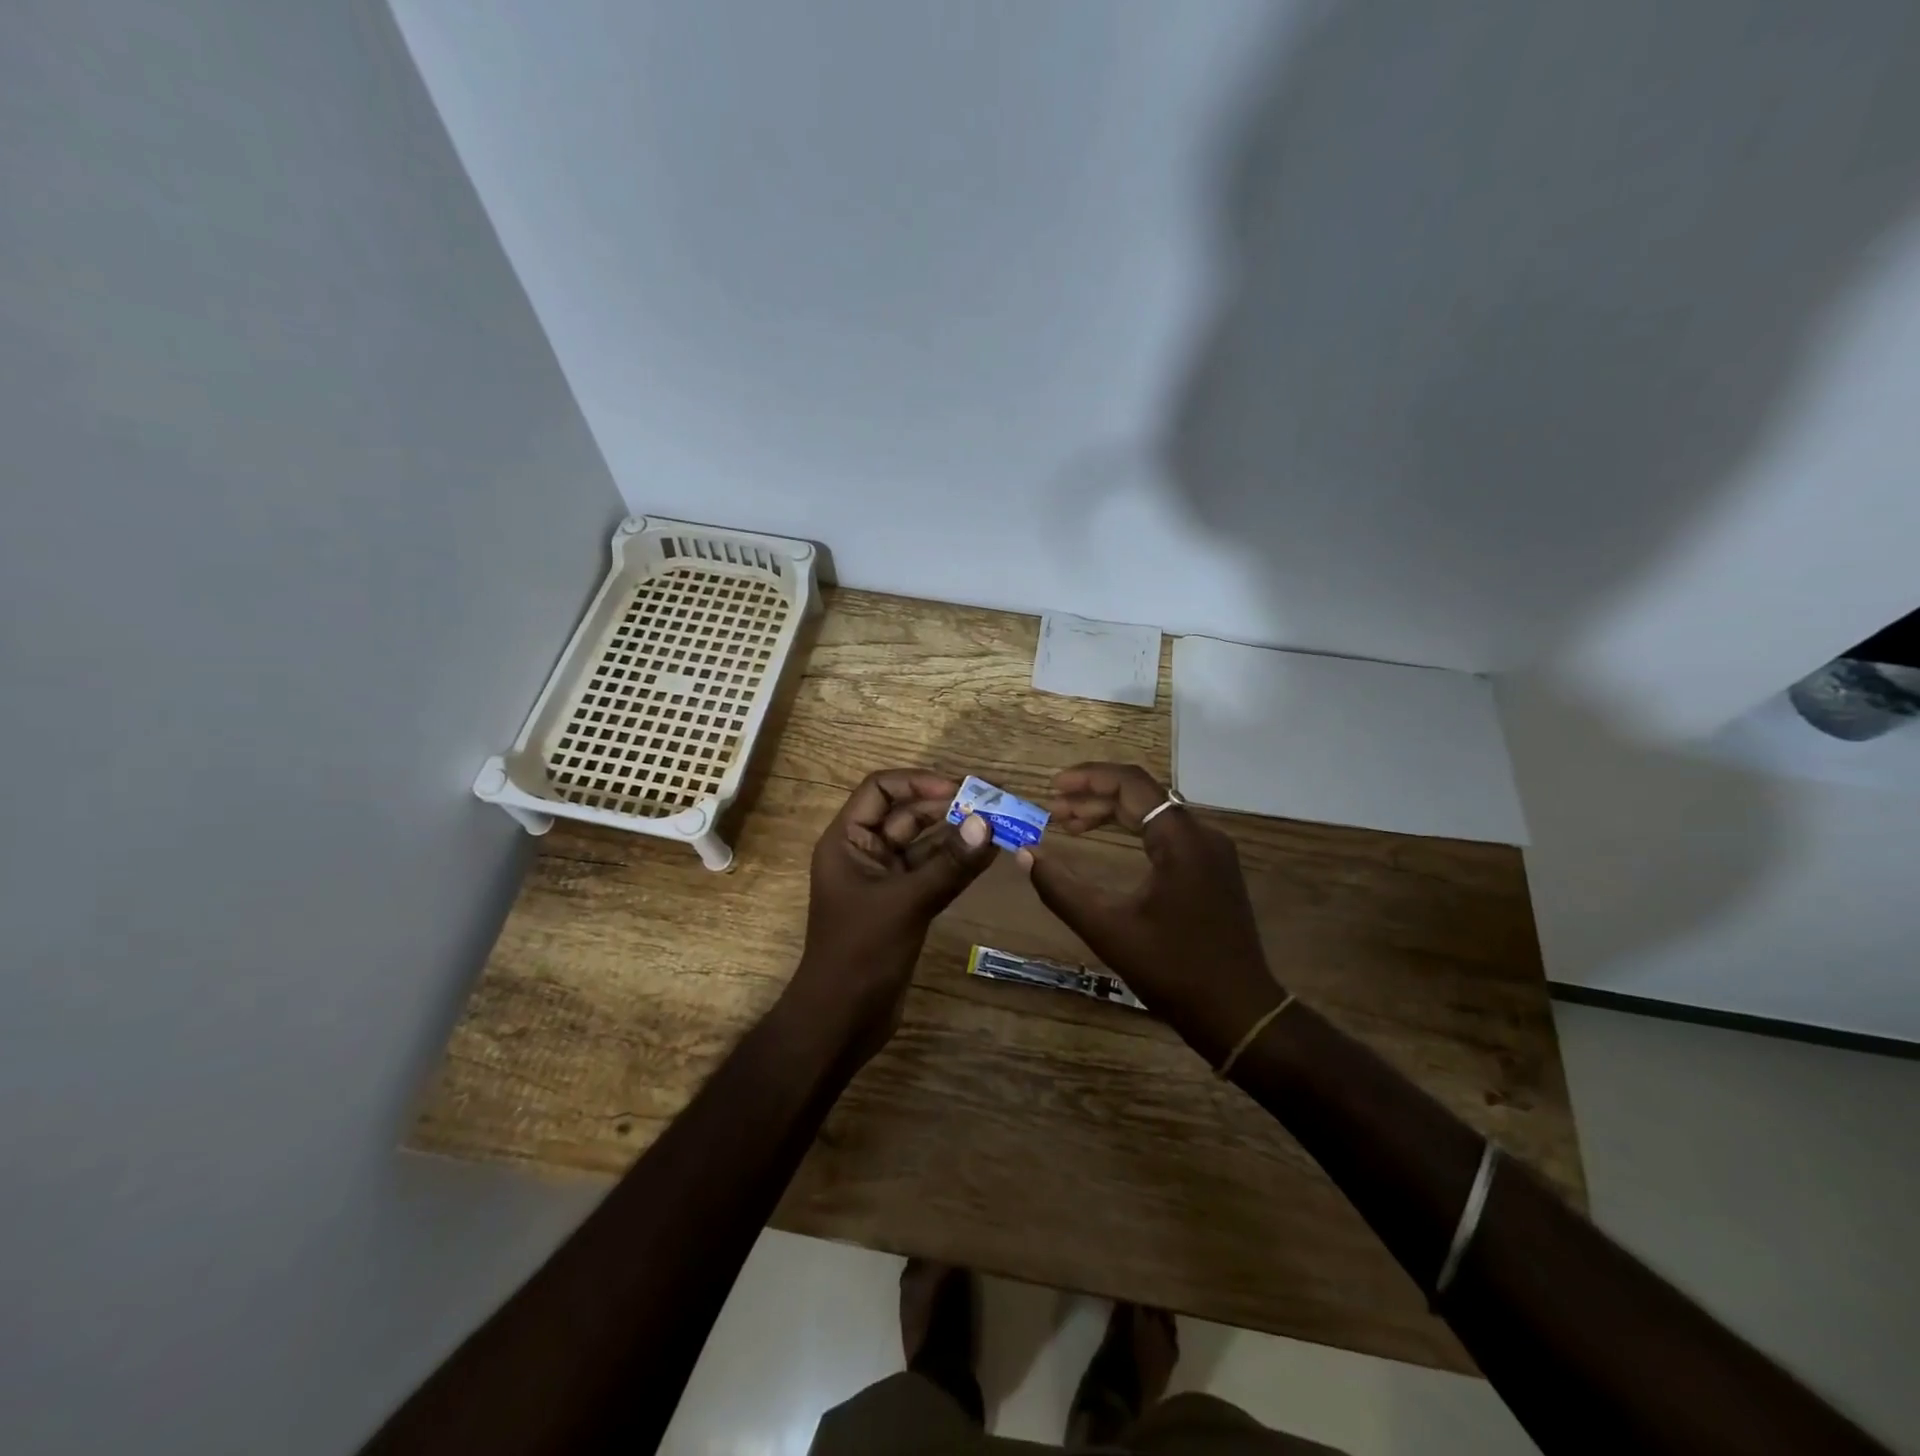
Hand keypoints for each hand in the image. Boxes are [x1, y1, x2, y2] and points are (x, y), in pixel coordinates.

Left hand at [788, 769, 996, 1063]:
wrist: (842, 1020)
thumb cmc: (861, 953)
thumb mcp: (906, 903)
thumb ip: (949, 864)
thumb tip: (987, 823)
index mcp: (847, 841)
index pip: (879, 790)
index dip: (917, 782)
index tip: (959, 788)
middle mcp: (864, 852)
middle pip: (906, 814)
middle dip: (947, 806)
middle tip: (993, 801)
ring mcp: (885, 879)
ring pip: (924, 844)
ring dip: (957, 834)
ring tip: (1000, 823)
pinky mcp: (903, 904)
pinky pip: (932, 871)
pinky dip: (957, 863)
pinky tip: (989, 854)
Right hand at [1018, 763, 1284, 1066]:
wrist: (1238, 1013)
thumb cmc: (1172, 970)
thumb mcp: (1106, 929)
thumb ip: (1060, 888)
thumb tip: (1024, 854)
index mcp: (1181, 840)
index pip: (1132, 783)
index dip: (1088, 778)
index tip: (1053, 787)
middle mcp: (1202, 835)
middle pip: (1142, 796)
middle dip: (1094, 798)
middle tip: (1053, 811)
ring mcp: (1212, 852)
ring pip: (1155, 814)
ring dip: (1112, 814)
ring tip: (1070, 825)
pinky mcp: (1213, 870)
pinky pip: (1168, 834)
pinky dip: (1133, 832)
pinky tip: (1107, 844)